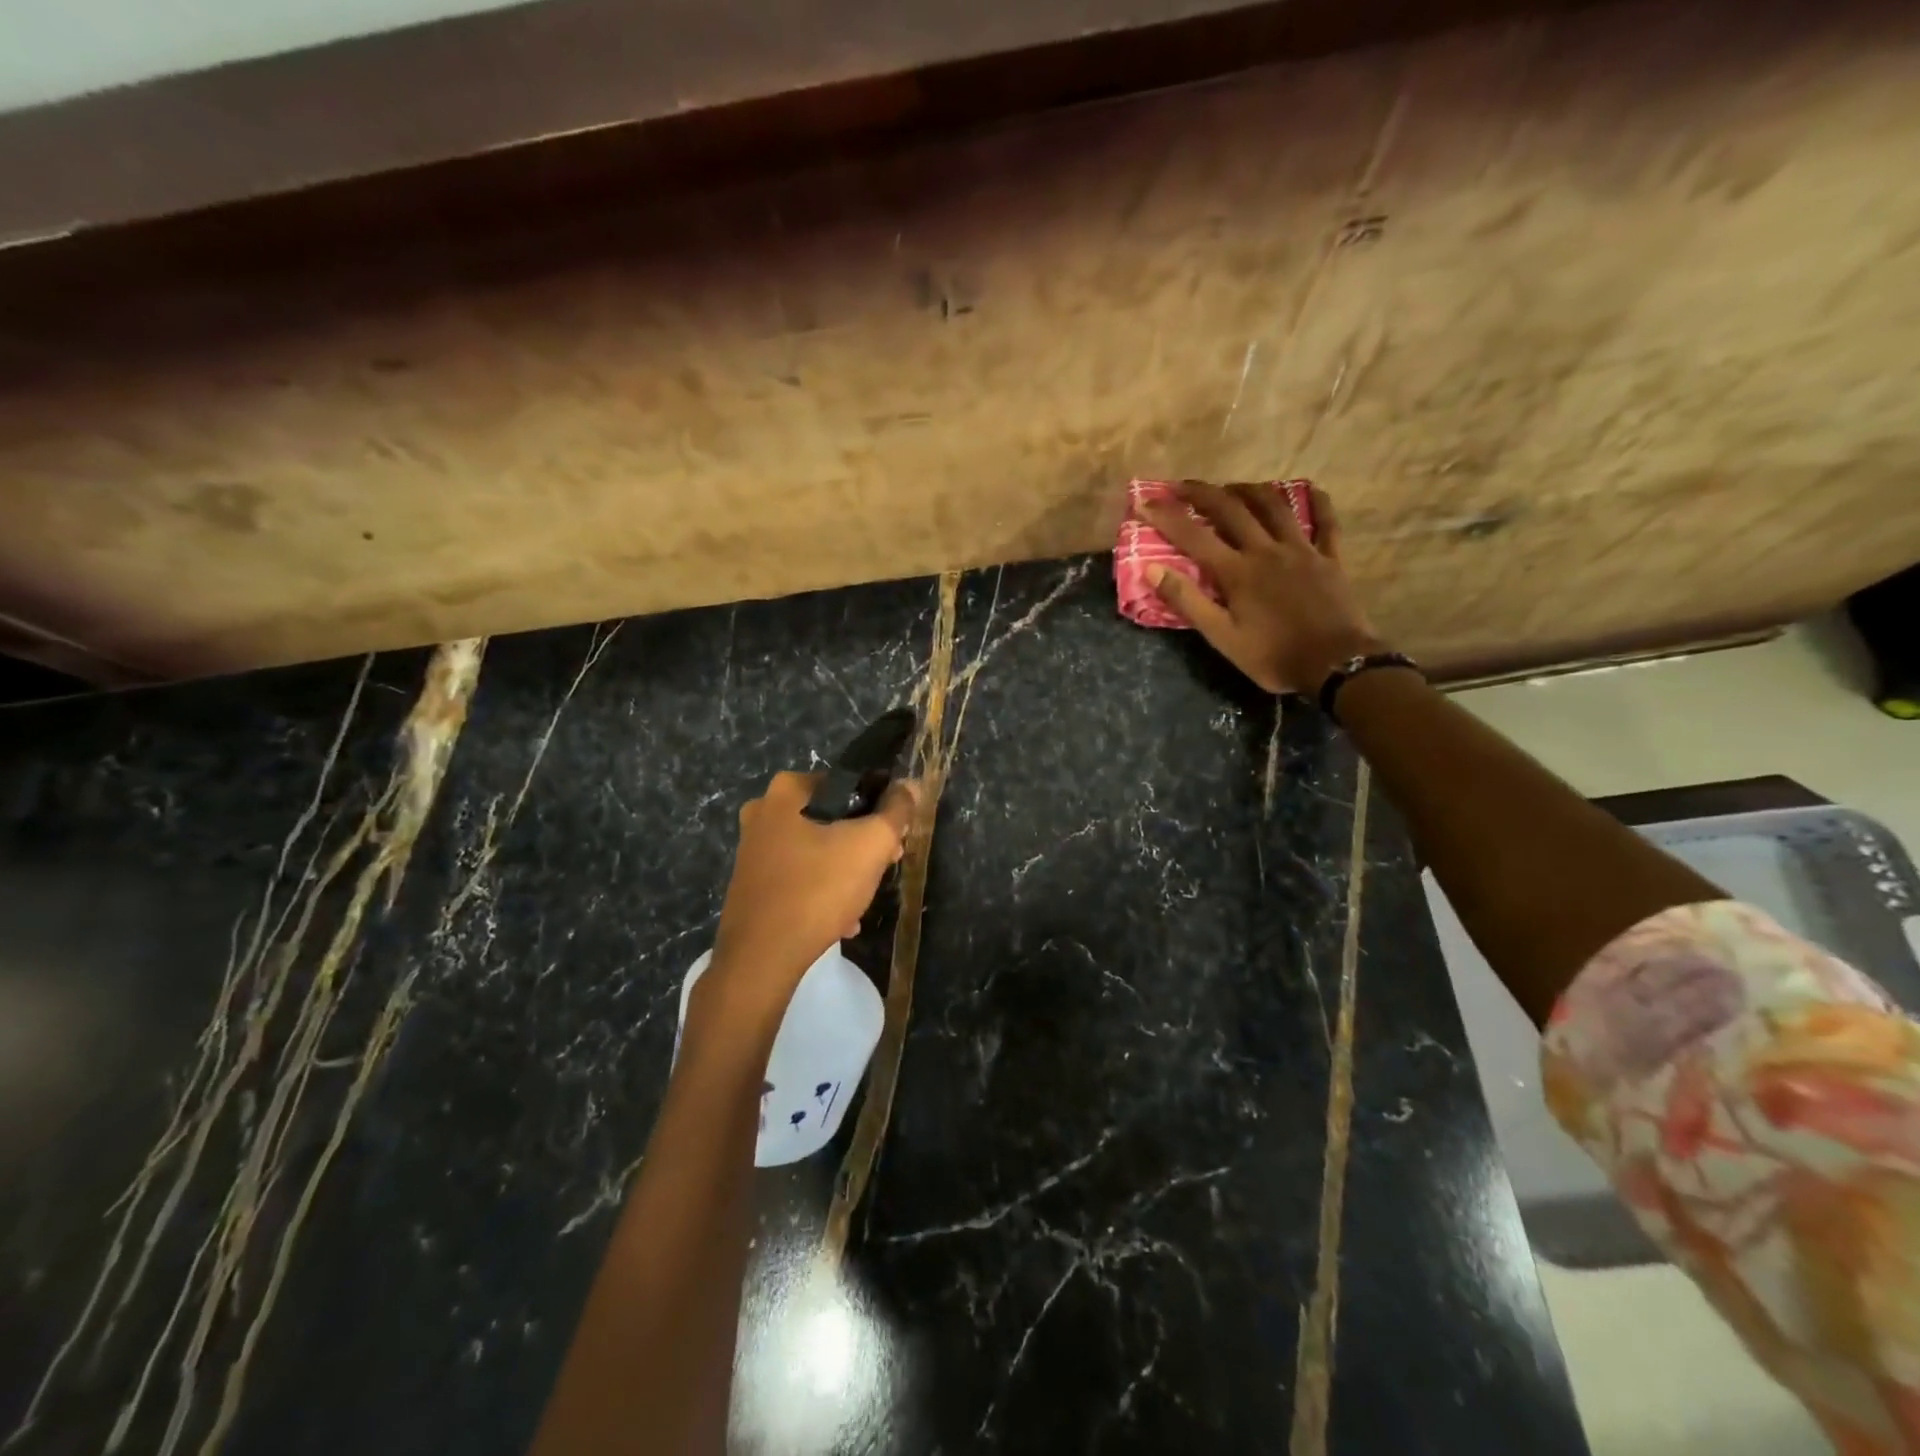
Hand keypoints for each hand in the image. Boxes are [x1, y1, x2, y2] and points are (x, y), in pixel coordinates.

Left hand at [707, 771, 918, 1006]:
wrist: (761, 958)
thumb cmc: (818, 889)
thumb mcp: (871, 844)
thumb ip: (896, 810)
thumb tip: (910, 785)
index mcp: (787, 791)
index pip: (847, 785)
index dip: (879, 808)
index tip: (895, 838)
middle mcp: (762, 811)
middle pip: (831, 819)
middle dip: (862, 843)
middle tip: (885, 866)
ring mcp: (751, 849)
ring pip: (815, 850)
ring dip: (844, 871)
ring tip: (863, 899)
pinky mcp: (750, 883)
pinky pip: (796, 877)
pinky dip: (820, 892)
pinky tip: (840, 920)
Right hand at [1138, 483, 1382, 694]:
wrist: (1336, 665)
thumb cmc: (1272, 656)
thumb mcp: (1221, 637)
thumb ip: (1187, 601)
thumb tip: (1152, 570)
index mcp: (1237, 571)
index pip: (1193, 536)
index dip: (1166, 516)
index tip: (1144, 501)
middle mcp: (1266, 550)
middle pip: (1231, 509)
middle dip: (1202, 492)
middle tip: (1181, 486)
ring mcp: (1302, 549)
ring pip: (1274, 505)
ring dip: (1248, 490)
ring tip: (1231, 487)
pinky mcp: (1330, 557)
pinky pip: (1325, 520)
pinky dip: (1316, 500)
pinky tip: (1307, 490)